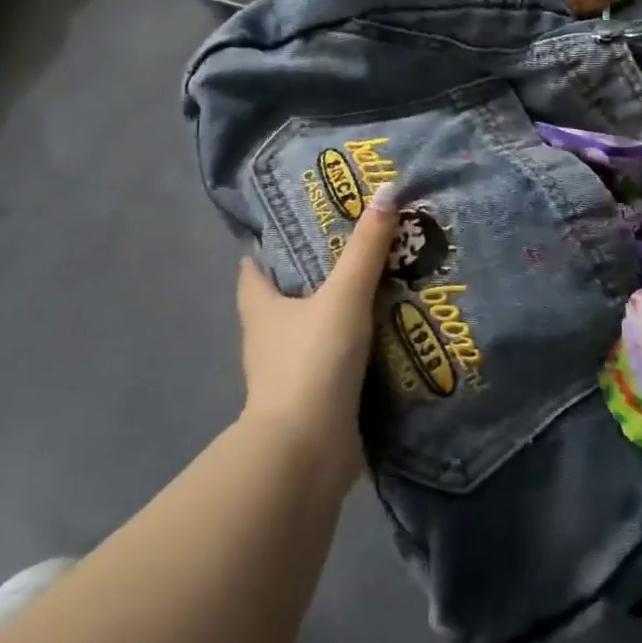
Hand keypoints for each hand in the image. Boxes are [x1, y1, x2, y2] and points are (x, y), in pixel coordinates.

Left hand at [235, 182, 399, 490]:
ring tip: (381, 285)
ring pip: (313, 330)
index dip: (270, 246)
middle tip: (356, 248)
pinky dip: (355, 347)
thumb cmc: (311, 362)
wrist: (306, 452)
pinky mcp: (314, 399)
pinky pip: (336, 361)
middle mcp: (268, 338)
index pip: (254, 268)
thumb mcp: (343, 296)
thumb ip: (366, 249)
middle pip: (286, 297)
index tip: (301, 224)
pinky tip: (387, 334)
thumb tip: (386, 190)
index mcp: (261, 308)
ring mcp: (289, 372)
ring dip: (339, 312)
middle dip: (315, 275)